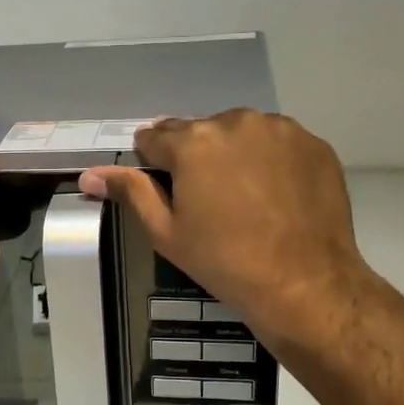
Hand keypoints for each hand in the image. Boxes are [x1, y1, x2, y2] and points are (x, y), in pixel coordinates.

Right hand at [79, 111, 370, 344]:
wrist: (304, 283)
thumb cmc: (224, 261)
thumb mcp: (166, 232)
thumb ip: (130, 193)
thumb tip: (89, 175)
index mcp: (193, 142)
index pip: (155, 137)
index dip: (153, 163)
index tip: (165, 189)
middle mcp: (236, 122)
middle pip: (200, 132)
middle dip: (196, 158)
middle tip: (207, 201)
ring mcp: (281, 129)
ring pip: (241, 134)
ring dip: (234, 155)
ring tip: (244, 198)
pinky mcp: (314, 144)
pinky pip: (279, 143)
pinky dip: (271, 161)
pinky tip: (275, 196)